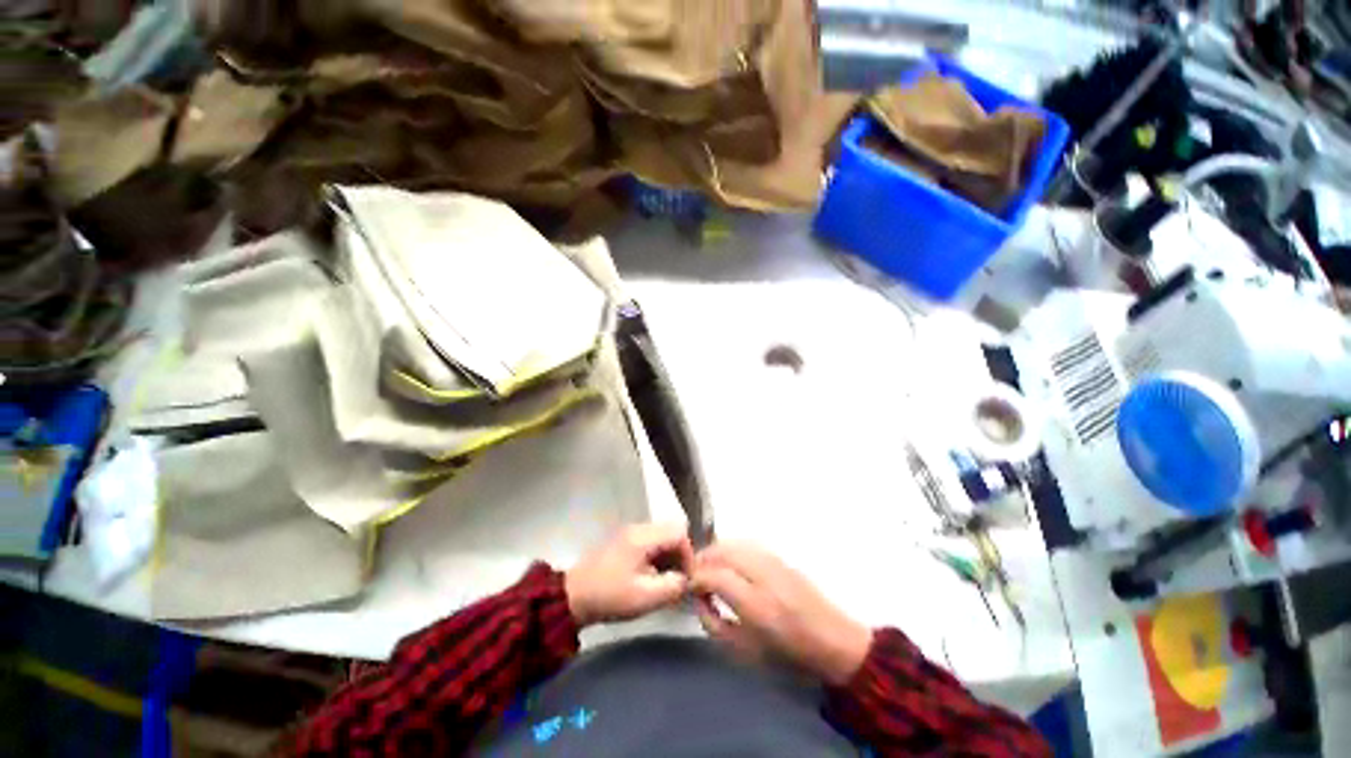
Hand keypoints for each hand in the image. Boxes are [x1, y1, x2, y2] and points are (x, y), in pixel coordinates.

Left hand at [565, 523, 693, 627]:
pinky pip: (651, 540)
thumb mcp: (644, 597)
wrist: (572, 597)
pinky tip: (652, 575)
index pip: (679, 532)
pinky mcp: (625, 539)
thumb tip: (688, 580)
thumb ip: (672, 587)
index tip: (686, 578)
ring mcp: (630, 532)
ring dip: (669, 555)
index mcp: (643, 536)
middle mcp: (638, 527)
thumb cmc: (610, 597)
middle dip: (679, 554)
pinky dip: (658, 555)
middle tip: (677, 580)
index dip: (688, 554)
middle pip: (671, 530)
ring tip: (665, 580)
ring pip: (662, 535)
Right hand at [691, 543, 872, 685]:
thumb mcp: (745, 651)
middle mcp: (765, 576)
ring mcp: (775, 562)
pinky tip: (729, 560)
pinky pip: (749, 544)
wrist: (834, 642)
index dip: (697, 577)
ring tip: (708, 565)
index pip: (716, 575)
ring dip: (717, 550)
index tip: (689, 585)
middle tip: (693, 571)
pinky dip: (732, 548)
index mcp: (757, 605)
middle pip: (724, 551)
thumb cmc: (788, 656)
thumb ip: (714, 624)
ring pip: (736, 543)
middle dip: (703, 558)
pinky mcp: (782, 557)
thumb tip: (699, 598)